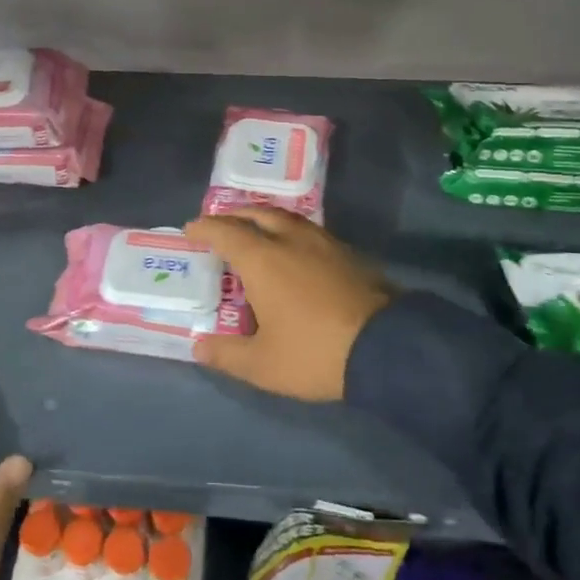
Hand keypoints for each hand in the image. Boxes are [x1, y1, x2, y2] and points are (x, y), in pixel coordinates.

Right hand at [183, 208, 392, 400]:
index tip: (191, 229)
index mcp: (262, 259)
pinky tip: (294, 251)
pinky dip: (290, 232)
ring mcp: (323, 243)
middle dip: (234, 215)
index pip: (225, 232)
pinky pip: (309, 231)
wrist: (388, 348)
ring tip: (256, 232)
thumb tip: (199, 347)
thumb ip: (226, 354)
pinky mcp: (349, 253)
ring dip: (265, 219)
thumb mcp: (262, 365)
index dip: (205, 228)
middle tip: (221, 224)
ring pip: (287, 218)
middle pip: (257, 214)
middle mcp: (290, 240)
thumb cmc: (315, 353)